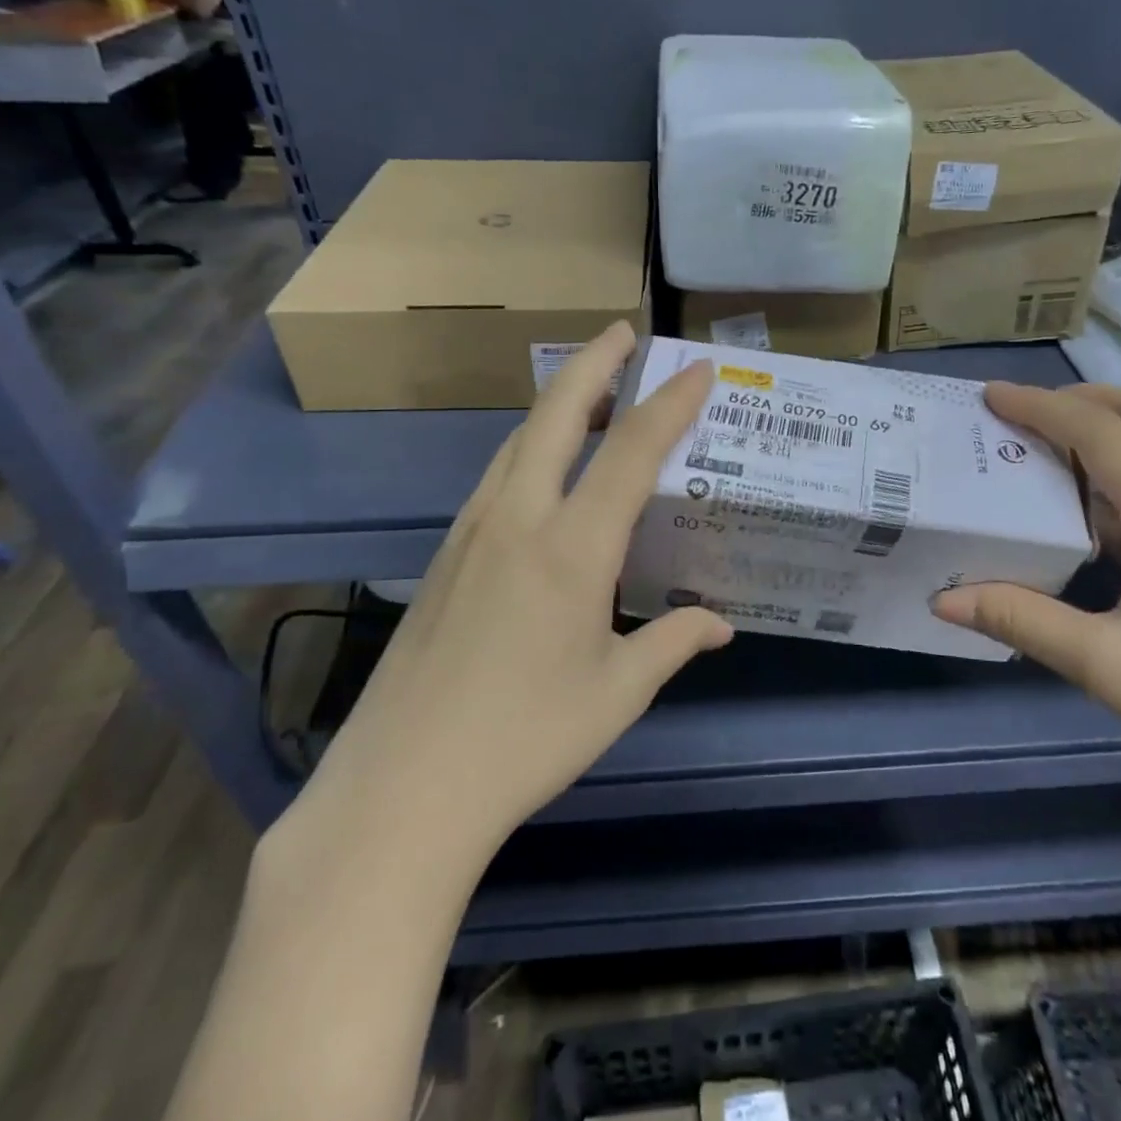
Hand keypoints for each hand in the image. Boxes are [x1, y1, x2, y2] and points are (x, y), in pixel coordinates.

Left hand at [290, 323, 731, 872]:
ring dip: (558, 403)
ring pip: (518, 442)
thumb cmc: (524, 740)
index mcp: (572, 548)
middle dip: (595, 364)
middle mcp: (518, 520)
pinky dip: (530, 448)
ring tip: (592, 389)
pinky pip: (497, 477)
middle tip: (625, 332)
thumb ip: (673, 642)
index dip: (670, 403)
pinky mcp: (445, 556)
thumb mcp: (617, 692)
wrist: (402, 787)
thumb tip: (719, 623)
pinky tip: (543, 469)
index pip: (632, 451)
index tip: (698, 369)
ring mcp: (471, 533)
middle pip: (557, 416)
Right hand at [932, 383, 1120, 851]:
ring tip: (1043, 454)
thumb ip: (1022, 621)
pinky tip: (1093, 516)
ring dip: (1104, 431)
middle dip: (1078, 401)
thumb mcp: (1108, 667)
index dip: (1040, 407)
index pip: (1101, 433)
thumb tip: (943, 599)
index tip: (988, 396)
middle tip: (1017, 415)